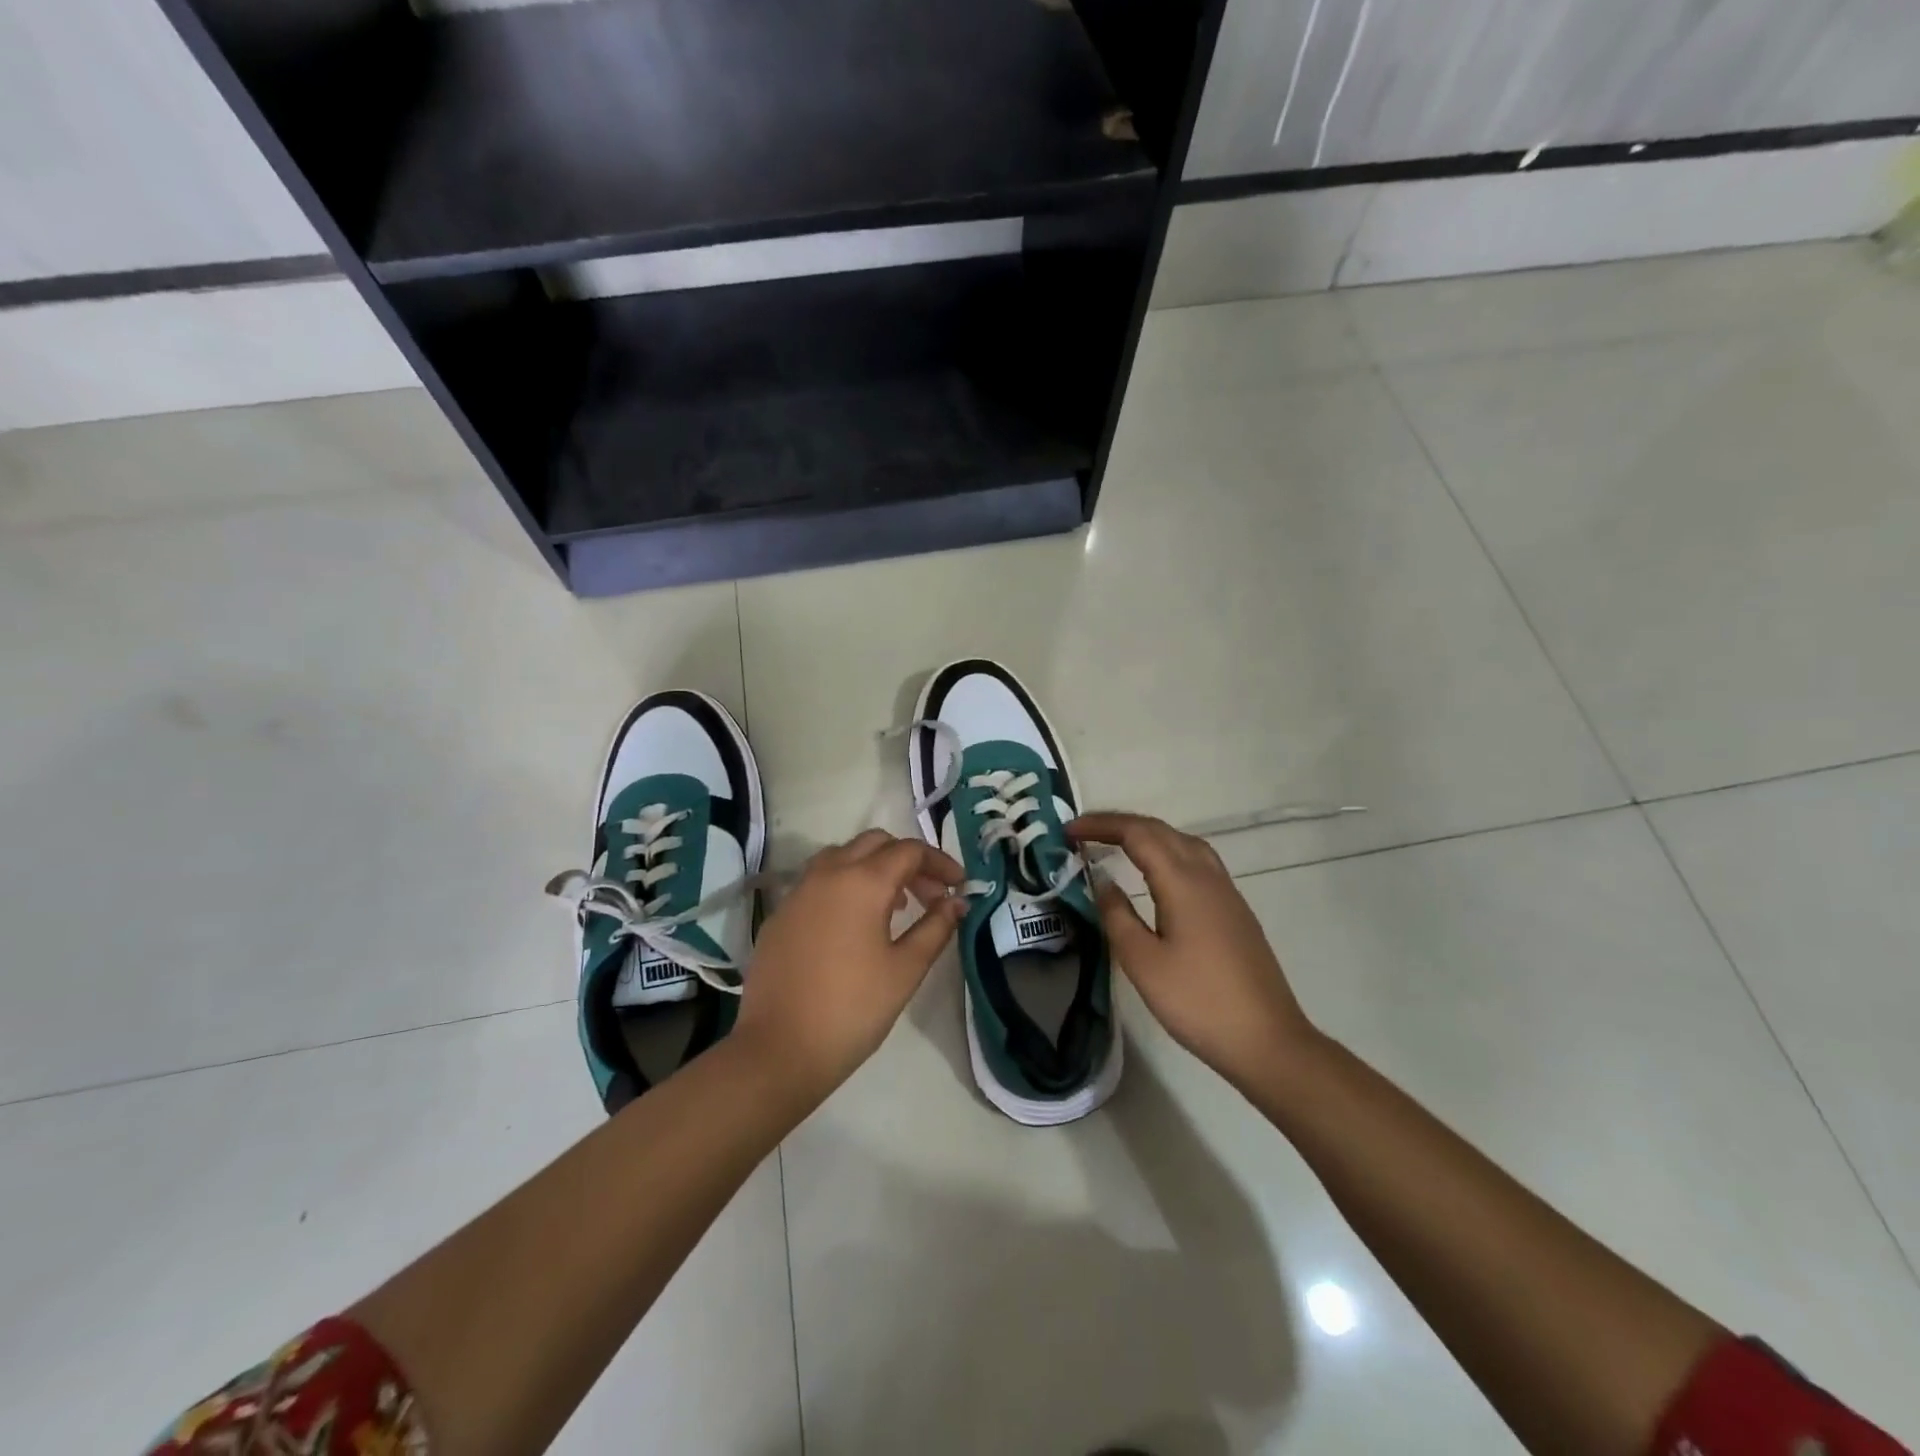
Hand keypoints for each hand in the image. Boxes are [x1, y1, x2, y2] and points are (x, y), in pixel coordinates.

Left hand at [733, 829, 967, 1106]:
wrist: (779, 1050)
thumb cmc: (852, 1009)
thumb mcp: (905, 970)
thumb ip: (935, 928)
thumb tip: (956, 902)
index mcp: (862, 881)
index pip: (910, 851)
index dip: (940, 863)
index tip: (960, 887)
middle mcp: (827, 873)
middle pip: (875, 843)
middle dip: (908, 861)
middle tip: (930, 896)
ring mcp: (798, 891)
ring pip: (843, 856)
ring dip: (874, 867)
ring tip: (895, 907)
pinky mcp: (780, 914)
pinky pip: (818, 881)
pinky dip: (845, 884)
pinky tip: (854, 924)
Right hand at [1070, 812, 1316, 1092]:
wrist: (1267, 1040)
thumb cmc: (1197, 1002)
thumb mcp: (1142, 962)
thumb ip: (1117, 916)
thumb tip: (1102, 881)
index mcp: (1182, 882)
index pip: (1137, 834)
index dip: (1101, 825)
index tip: (1068, 830)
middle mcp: (1207, 876)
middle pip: (1161, 830)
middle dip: (1120, 825)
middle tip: (1084, 833)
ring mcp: (1226, 892)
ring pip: (1183, 842)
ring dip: (1147, 835)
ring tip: (1117, 845)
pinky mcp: (1235, 910)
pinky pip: (1197, 861)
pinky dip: (1168, 852)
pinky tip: (1158, 875)